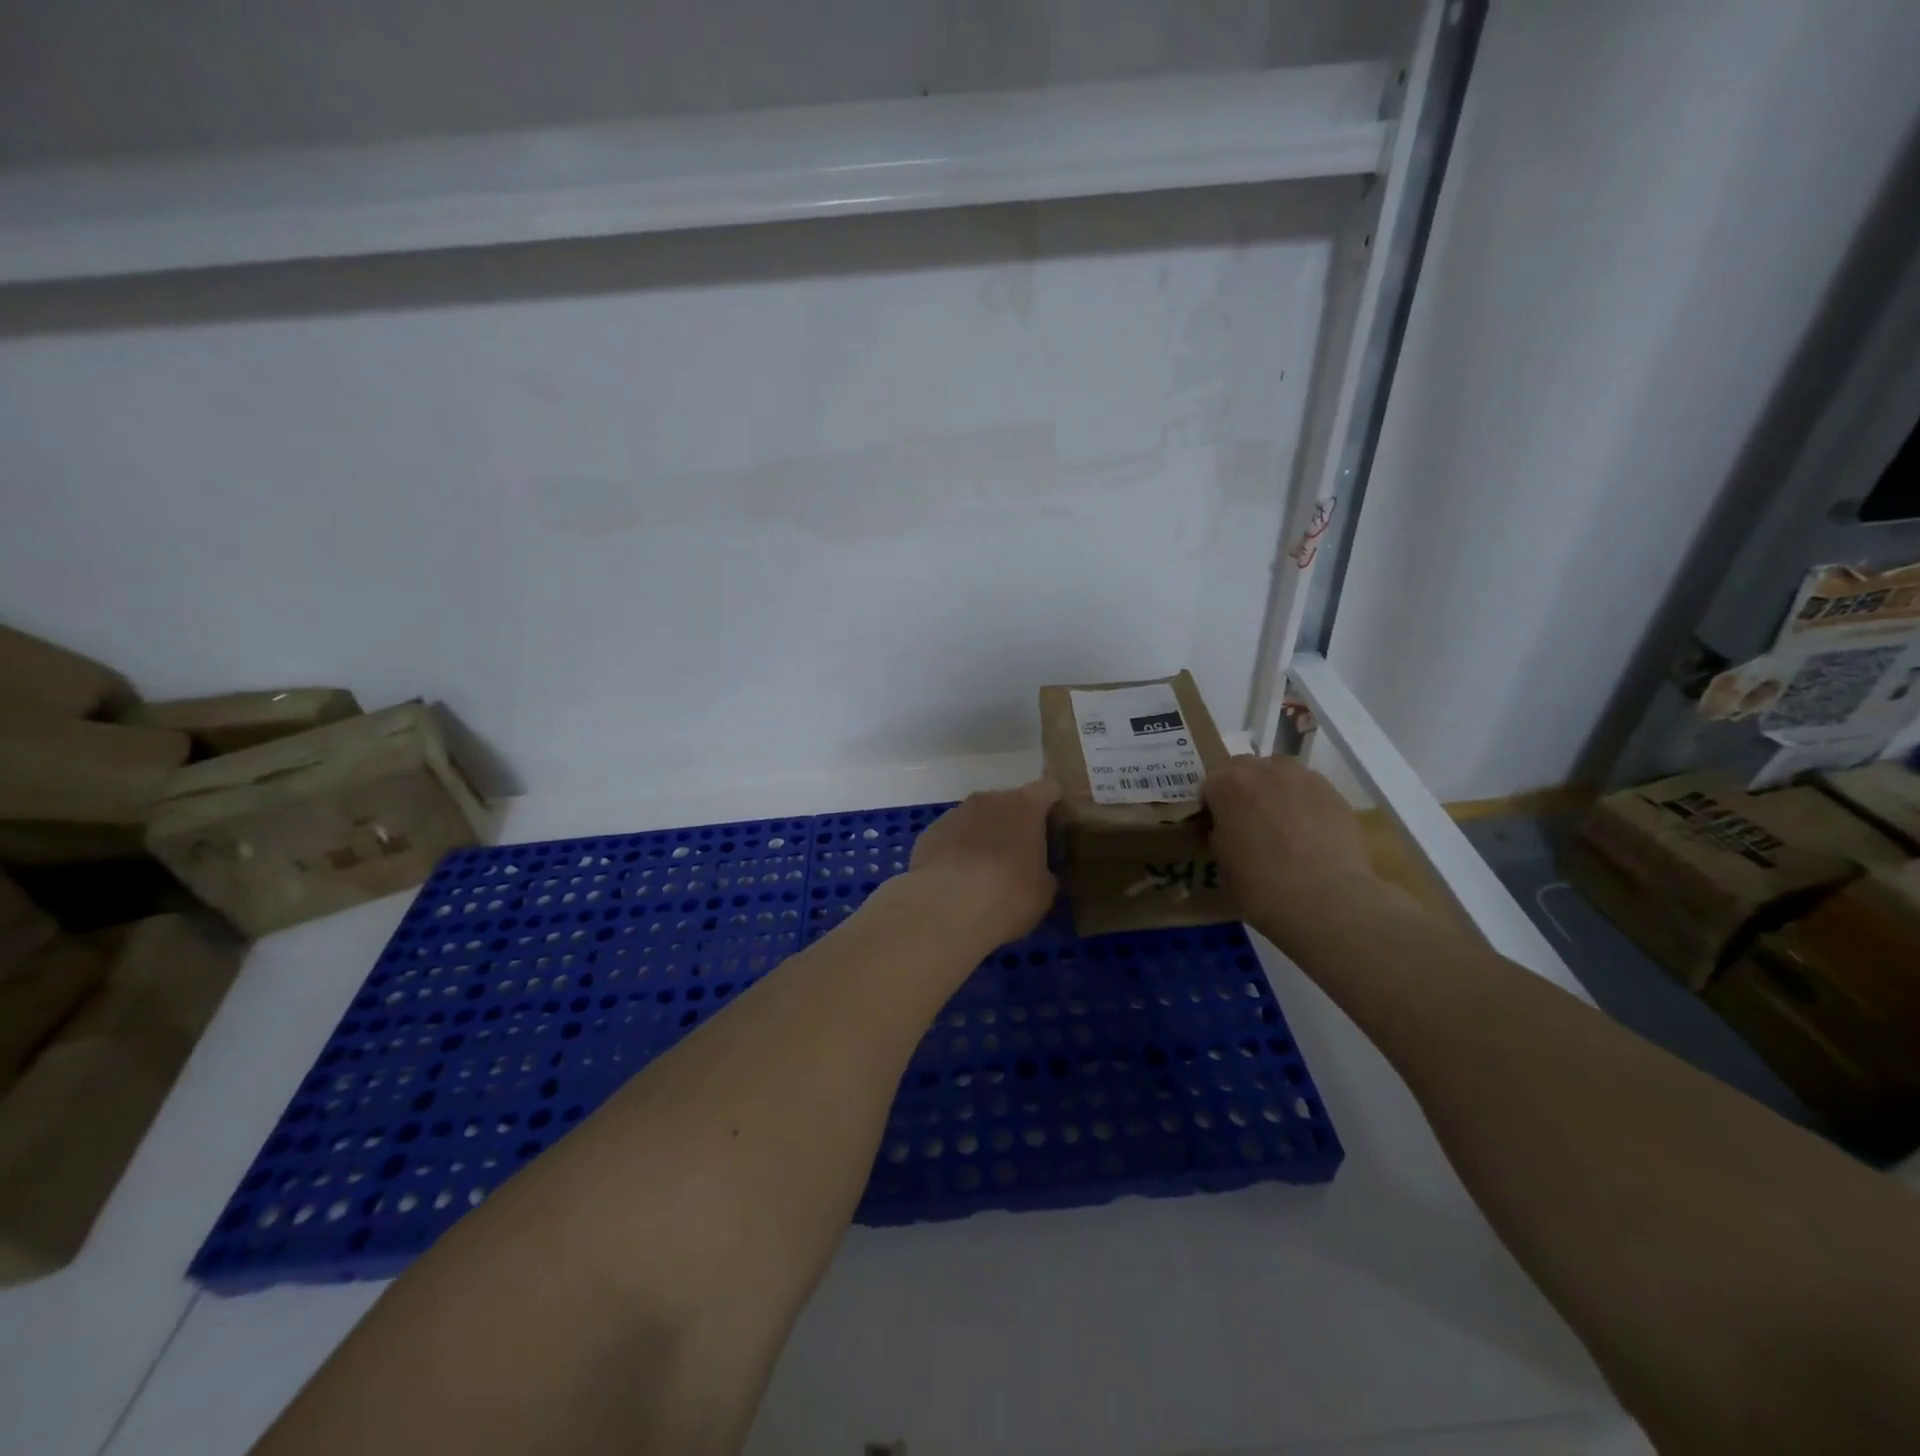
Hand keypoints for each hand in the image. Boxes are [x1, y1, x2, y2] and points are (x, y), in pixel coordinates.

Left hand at [902, 780, 1059, 948]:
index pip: (1048, 789)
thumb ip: (1045, 872)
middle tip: (1021, 857)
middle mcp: (989, 800)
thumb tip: (1039, 870)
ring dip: (985, 836)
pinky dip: (958, 850)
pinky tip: (957, 880)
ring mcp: (955, 813)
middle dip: (1016, 824)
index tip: (1055, 830)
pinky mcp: (929, 832)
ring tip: (985, 873)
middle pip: (1010, 802)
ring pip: (978, 818)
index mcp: (1025, 806)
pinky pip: (952, 836)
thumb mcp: (1043, 892)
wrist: (944, 909)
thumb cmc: (1007, 896)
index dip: (1054, 807)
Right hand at [1204, 754, 1382, 945]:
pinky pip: (1308, 788)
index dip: (1212, 805)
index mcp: (1227, 784)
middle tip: (1247, 822)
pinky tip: (1309, 831)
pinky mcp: (1333, 791)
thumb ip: (1219, 832)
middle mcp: (1263, 769)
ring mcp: (1302, 777)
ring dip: (1274, 789)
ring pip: (1279, 772)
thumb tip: (1227, 827)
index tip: (1216, 826)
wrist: (1325, 899)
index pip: (1209, 784)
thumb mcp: (1221, 860)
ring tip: (1281, 822)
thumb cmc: (1260, 884)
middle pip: (1244, 769)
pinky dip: (1303, 802)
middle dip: (1242, 789)